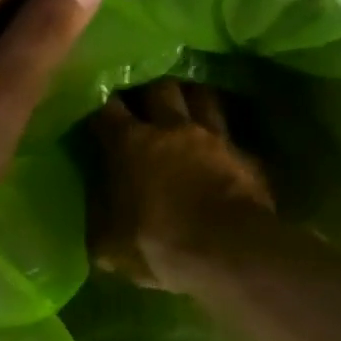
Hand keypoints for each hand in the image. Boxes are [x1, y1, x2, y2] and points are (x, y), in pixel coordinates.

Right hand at [91, 80, 275, 290]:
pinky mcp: (245, 154)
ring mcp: (214, 137)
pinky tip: (219, 146)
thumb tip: (96, 219)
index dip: (99, 106)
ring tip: (184, 106)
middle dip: (148, 92)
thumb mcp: (110, 245)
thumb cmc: (158, 245)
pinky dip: (221, 136)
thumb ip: (100, 223)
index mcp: (130, 144)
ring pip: (201, 96)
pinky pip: (230, 133)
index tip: (95, 112)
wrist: (227, 252)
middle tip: (142, 103)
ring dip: (190, 98)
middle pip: (159, 88)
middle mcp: (171, 128)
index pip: (106, 109)